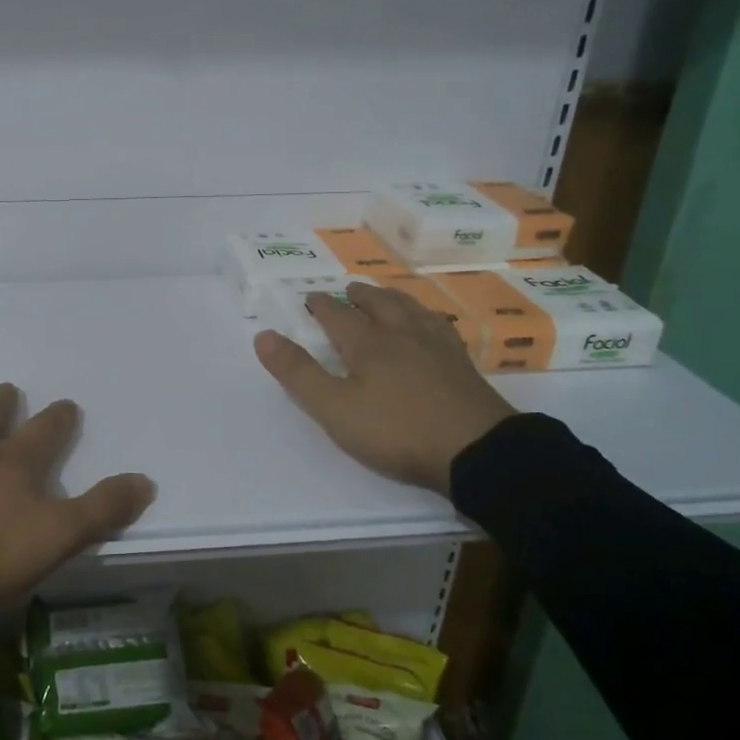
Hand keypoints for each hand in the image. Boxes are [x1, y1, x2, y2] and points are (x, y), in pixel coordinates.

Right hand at [253, 282, 516, 494]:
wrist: (476, 449)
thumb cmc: (397, 430)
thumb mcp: (334, 408)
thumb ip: (298, 373)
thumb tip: (263, 335)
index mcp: (368, 344)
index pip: (338, 315)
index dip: (321, 306)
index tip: (310, 298)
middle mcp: (402, 334)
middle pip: (379, 304)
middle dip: (360, 296)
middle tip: (350, 290)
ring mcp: (437, 347)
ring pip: (411, 310)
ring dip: (393, 299)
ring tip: (386, 296)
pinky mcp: (462, 364)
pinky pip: (439, 326)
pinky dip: (425, 317)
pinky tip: (431, 325)